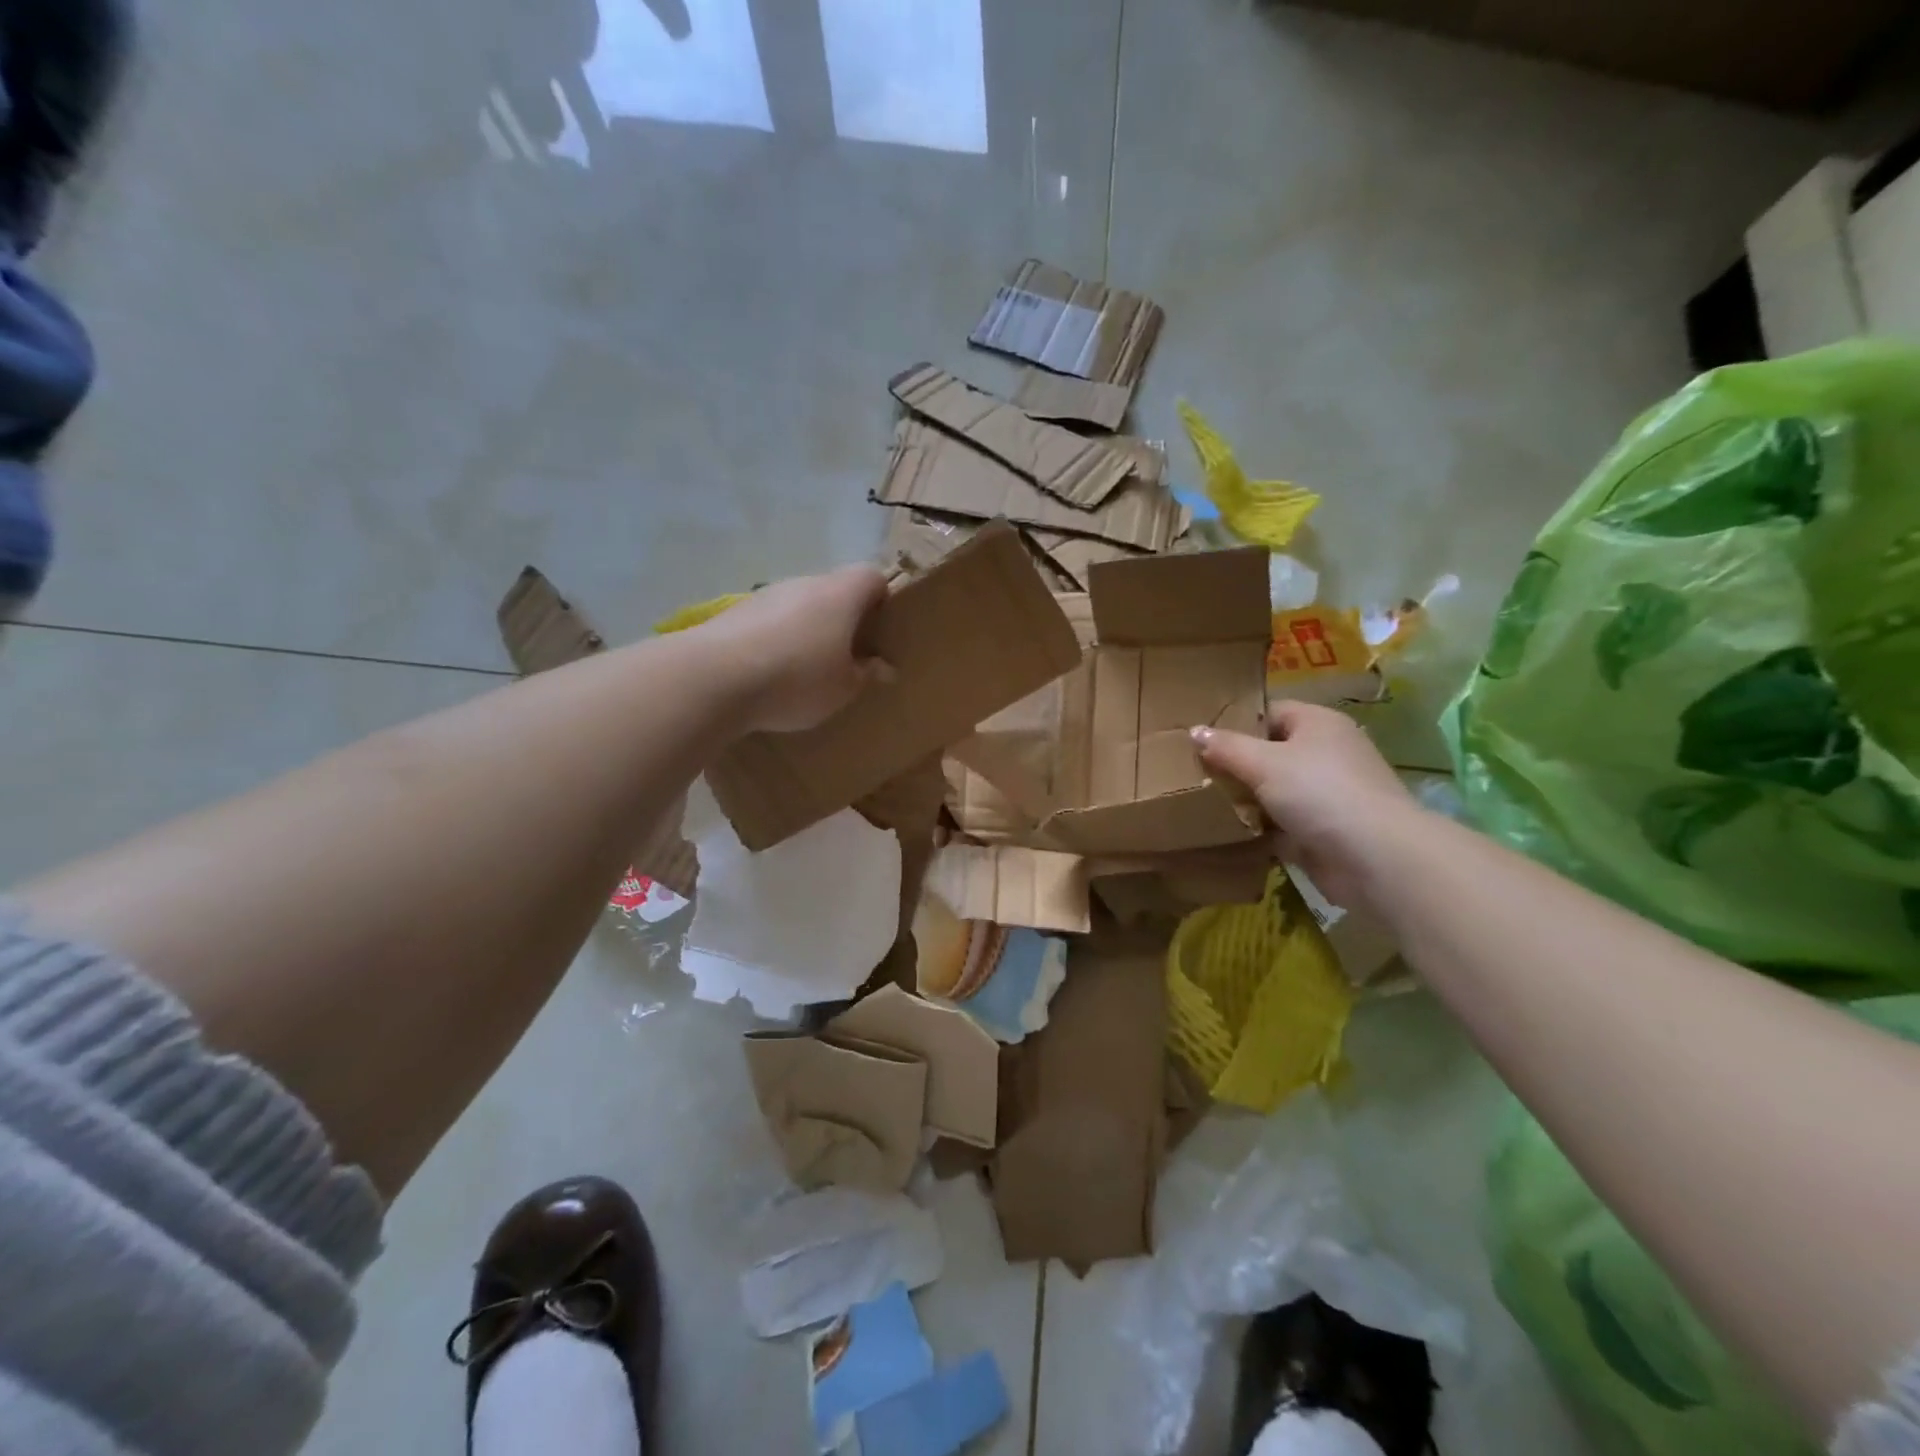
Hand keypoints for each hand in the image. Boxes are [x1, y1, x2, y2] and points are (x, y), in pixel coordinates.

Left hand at [696, 565, 891, 734]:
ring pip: (798, 606)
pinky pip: (768, 623)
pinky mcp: (734, 613)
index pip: (872, 577)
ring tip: (805, 671)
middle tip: (846, 657)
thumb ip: (865, 674)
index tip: (881, 630)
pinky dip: (775, 641)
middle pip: (833, 590)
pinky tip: (769, 675)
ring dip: (806, 630)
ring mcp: (765, 595)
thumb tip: (882, 667)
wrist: (714, 678)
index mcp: (841, 594)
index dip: (882, 598)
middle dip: (842, 619)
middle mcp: (804, 584)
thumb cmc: (796, 679)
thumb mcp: (843, 688)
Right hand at [1194, 701, 1421, 909]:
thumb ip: (1226, 747)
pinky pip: (1282, 824)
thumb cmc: (1319, 793)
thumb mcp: (1263, 763)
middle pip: (1270, 753)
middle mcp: (1327, 754)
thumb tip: (1194, 731)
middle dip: (1236, 766)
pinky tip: (1229, 833)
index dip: (1235, 723)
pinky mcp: (1325, 831)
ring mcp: (1328, 795)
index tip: (1201, 740)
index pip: (1269, 713)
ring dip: (1246, 800)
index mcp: (1318, 724)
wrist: (1375, 858)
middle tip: (1196, 774)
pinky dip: (1261, 829)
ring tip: (1204, 804)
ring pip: (1274, 791)